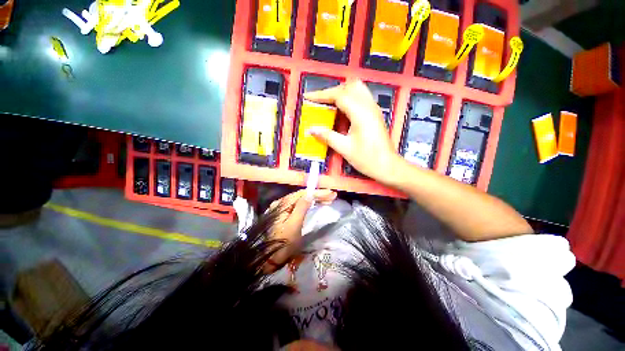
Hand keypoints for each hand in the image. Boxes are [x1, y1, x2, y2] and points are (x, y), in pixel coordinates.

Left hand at [264, 189, 336, 270]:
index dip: (317, 192)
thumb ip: (301, 208)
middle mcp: (282, 203)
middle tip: (332, 196)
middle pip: (302, 196)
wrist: (269, 258)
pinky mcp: (285, 215)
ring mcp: (282, 209)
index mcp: (283, 204)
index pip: (302, 193)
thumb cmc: (284, 243)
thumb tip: (310, 194)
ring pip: (301, 200)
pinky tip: (316, 204)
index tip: (330, 193)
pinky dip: (309, 204)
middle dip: (317, 195)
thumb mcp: (294, 225)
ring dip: (314, 199)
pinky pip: (299, 206)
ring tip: (328, 200)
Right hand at [305, 80, 401, 183]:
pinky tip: (342, 111)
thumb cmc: (367, 159)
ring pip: (357, 89)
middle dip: (331, 91)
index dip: (322, 95)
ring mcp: (374, 109)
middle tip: (319, 101)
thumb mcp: (344, 148)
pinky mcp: (375, 114)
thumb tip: (311, 129)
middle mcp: (369, 106)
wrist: (388, 166)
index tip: (309, 97)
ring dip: (341, 92)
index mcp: (360, 113)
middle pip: (349, 87)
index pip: (339, 95)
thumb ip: (327, 136)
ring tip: (329, 103)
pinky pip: (361, 98)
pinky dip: (349, 99)